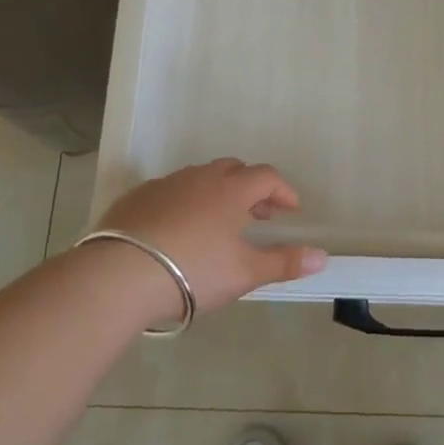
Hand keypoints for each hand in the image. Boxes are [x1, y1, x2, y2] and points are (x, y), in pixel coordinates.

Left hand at [93, 158, 327, 313]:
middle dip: (250, 188)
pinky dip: (184, 203)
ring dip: (216, 193)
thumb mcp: (245, 272)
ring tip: (219, 224)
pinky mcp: (136, 198)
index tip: (290, 211)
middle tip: (258, 215)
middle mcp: (199, 178)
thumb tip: (323, 255)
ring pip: (199, 178)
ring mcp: (165, 185)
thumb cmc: (194, 270)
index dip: (283, 191)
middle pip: (233, 170)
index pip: (266, 177)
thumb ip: (284, 262)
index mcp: (231, 190)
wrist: (120, 275)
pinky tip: (178, 230)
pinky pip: (169, 191)